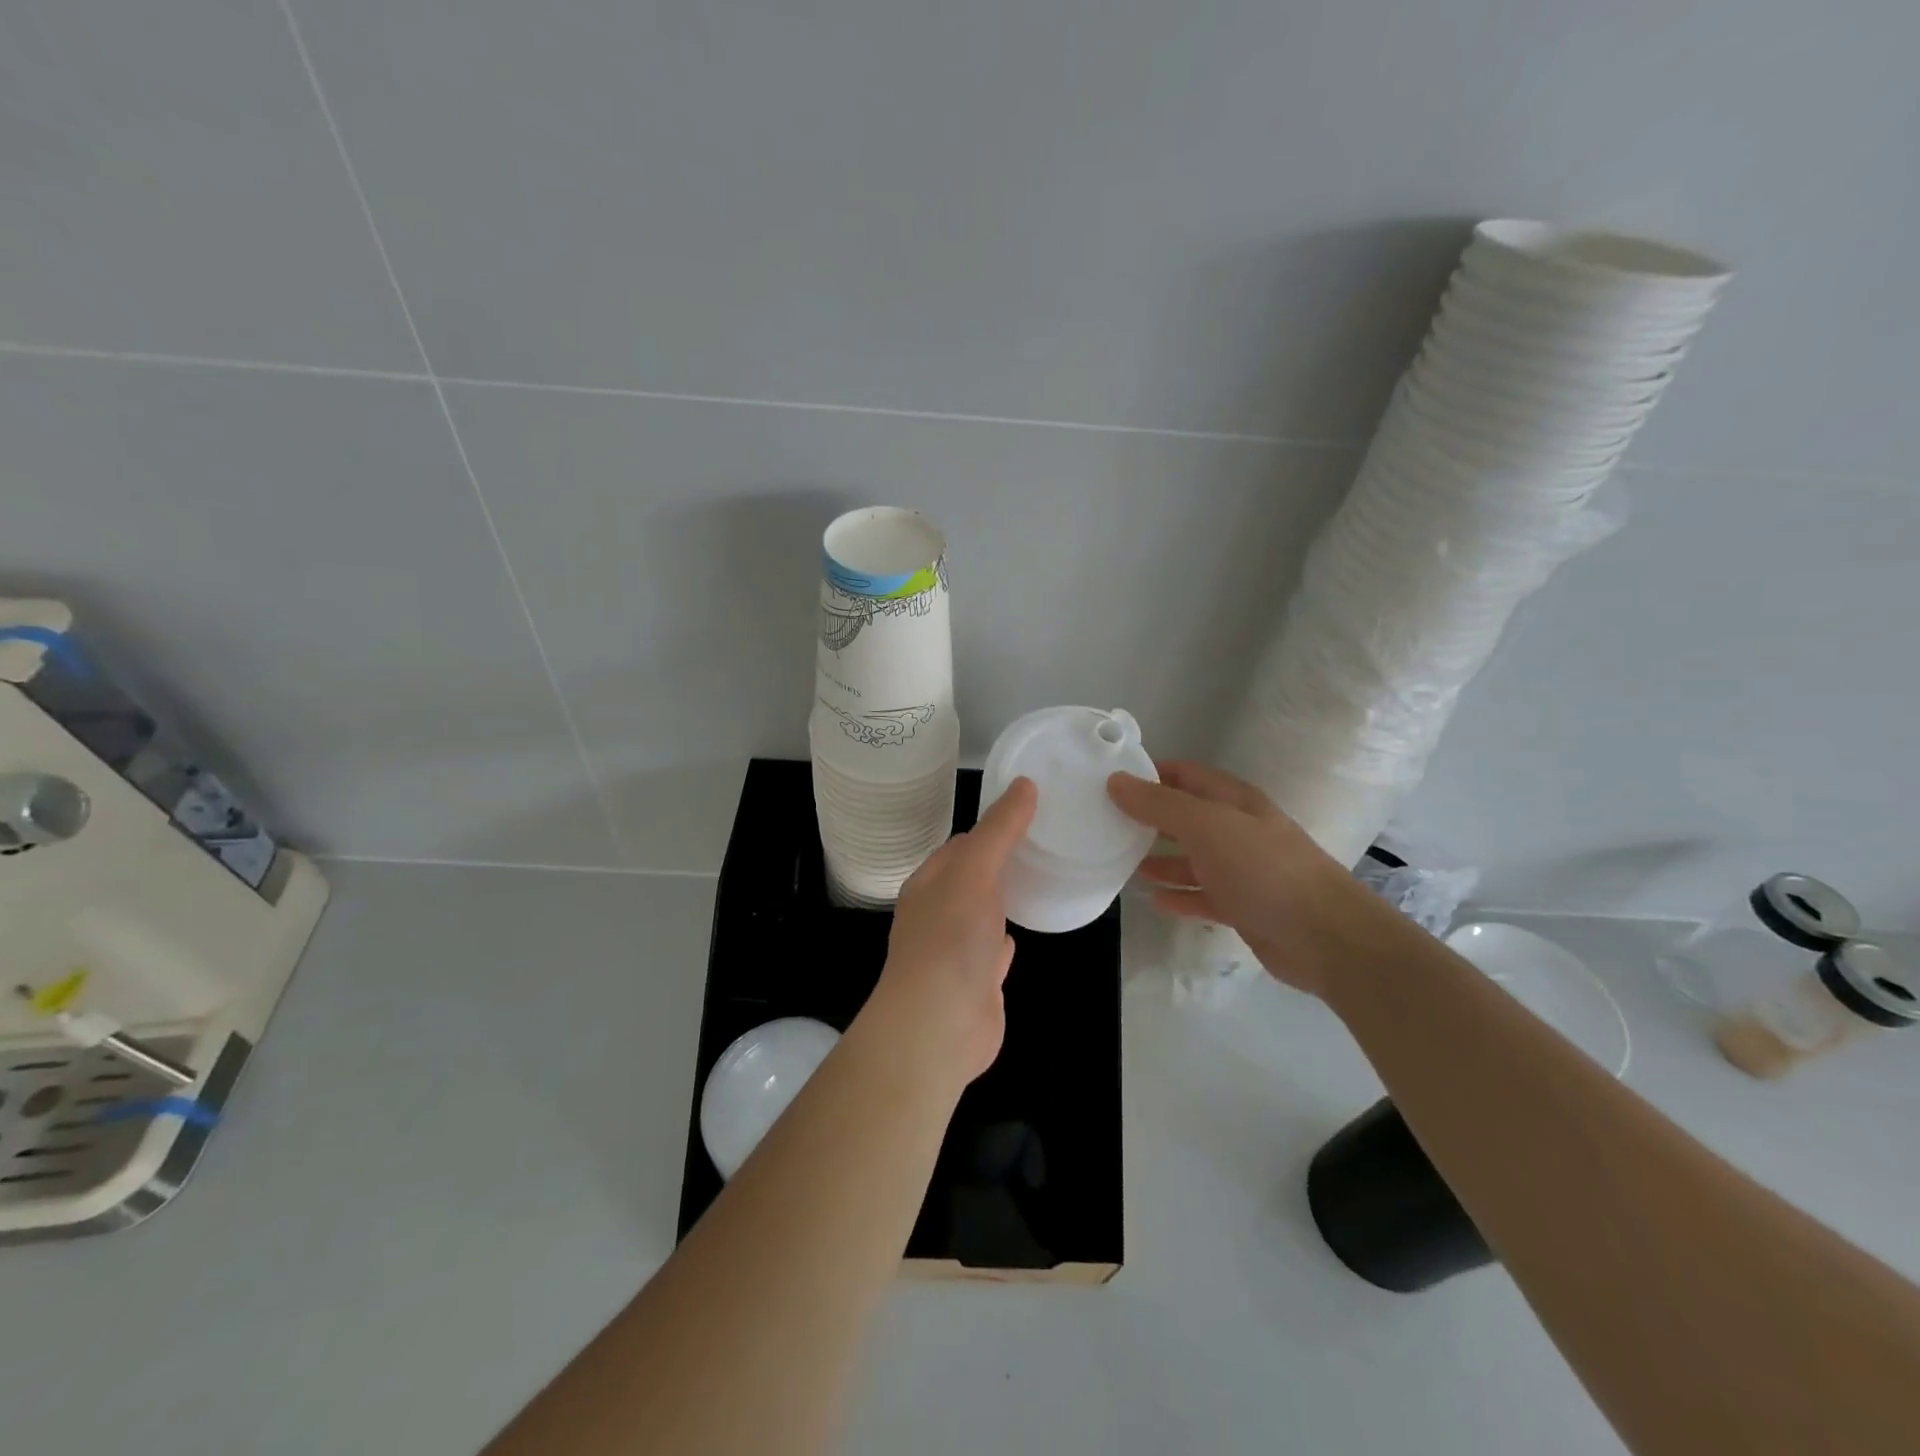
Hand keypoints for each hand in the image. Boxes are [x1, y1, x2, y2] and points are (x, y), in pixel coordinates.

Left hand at [866, 777, 1037, 1085]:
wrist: (939, 1026)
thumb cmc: (950, 938)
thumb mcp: (975, 870)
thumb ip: (1000, 830)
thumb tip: (1025, 783)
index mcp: (930, 883)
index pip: (962, 844)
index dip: (993, 826)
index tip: (1030, 812)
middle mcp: (939, 913)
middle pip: (974, 878)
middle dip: (1002, 861)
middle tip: (1046, 841)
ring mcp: (957, 950)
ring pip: (985, 913)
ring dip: (1005, 898)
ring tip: (1042, 878)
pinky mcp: (978, 983)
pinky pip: (995, 951)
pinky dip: (1008, 938)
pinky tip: (1024, 930)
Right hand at [1107, 761, 1383, 998]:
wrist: (1324, 936)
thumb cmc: (1262, 869)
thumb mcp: (1206, 826)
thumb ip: (1159, 804)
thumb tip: (1116, 780)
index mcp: (1233, 801)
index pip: (1185, 774)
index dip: (1150, 773)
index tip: (1111, 780)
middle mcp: (1238, 830)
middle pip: (1187, 816)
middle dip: (1149, 817)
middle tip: (1107, 822)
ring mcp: (1242, 870)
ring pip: (1193, 858)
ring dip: (1160, 858)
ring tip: (1121, 861)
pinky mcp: (1243, 906)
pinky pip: (1203, 895)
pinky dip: (1179, 895)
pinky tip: (1153, 899)